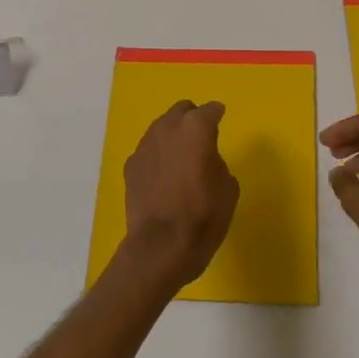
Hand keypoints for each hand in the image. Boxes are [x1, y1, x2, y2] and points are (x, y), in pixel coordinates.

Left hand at [119, 101, 239, 291]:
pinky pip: (149, 150)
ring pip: (161, 127)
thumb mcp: (228, 189)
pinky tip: (163, 175)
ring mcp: (145, 145)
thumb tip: (206, 159)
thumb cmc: (203, 217)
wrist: (161, 247)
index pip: (210, 110)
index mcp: (196, 129)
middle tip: (202, 138)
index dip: (217, 115)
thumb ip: (217, 162)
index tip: (220, 119)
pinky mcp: (130, 165)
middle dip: (192, 119)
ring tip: (181, 157)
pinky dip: (158, 155)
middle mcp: (167, 128)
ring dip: (173, 135)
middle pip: (181, 111)